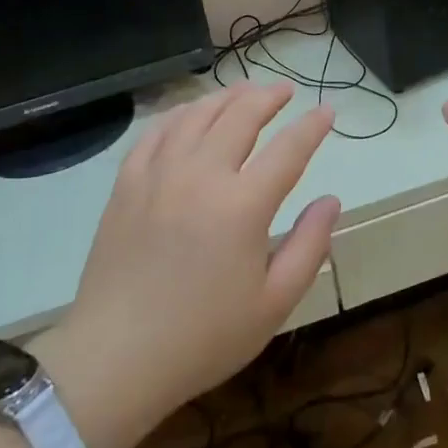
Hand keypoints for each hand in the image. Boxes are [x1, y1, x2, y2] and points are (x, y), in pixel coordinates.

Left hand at [39, 83, 338, 447]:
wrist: (117, 356)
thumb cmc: (204, 337)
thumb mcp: (274, 303)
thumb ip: (309, 246)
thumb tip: (331, 201)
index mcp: (243, 205)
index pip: (288, 149)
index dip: (312, 126)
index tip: (327, 110)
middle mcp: (201, 175)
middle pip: (241, 115)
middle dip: (269, 96)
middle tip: (285, 90)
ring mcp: (159, 174)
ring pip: (197, 114)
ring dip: (227, 96)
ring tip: (245, 92)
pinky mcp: (127, 182)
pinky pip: (157, 131)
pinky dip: (180, 113)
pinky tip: (190, 113)